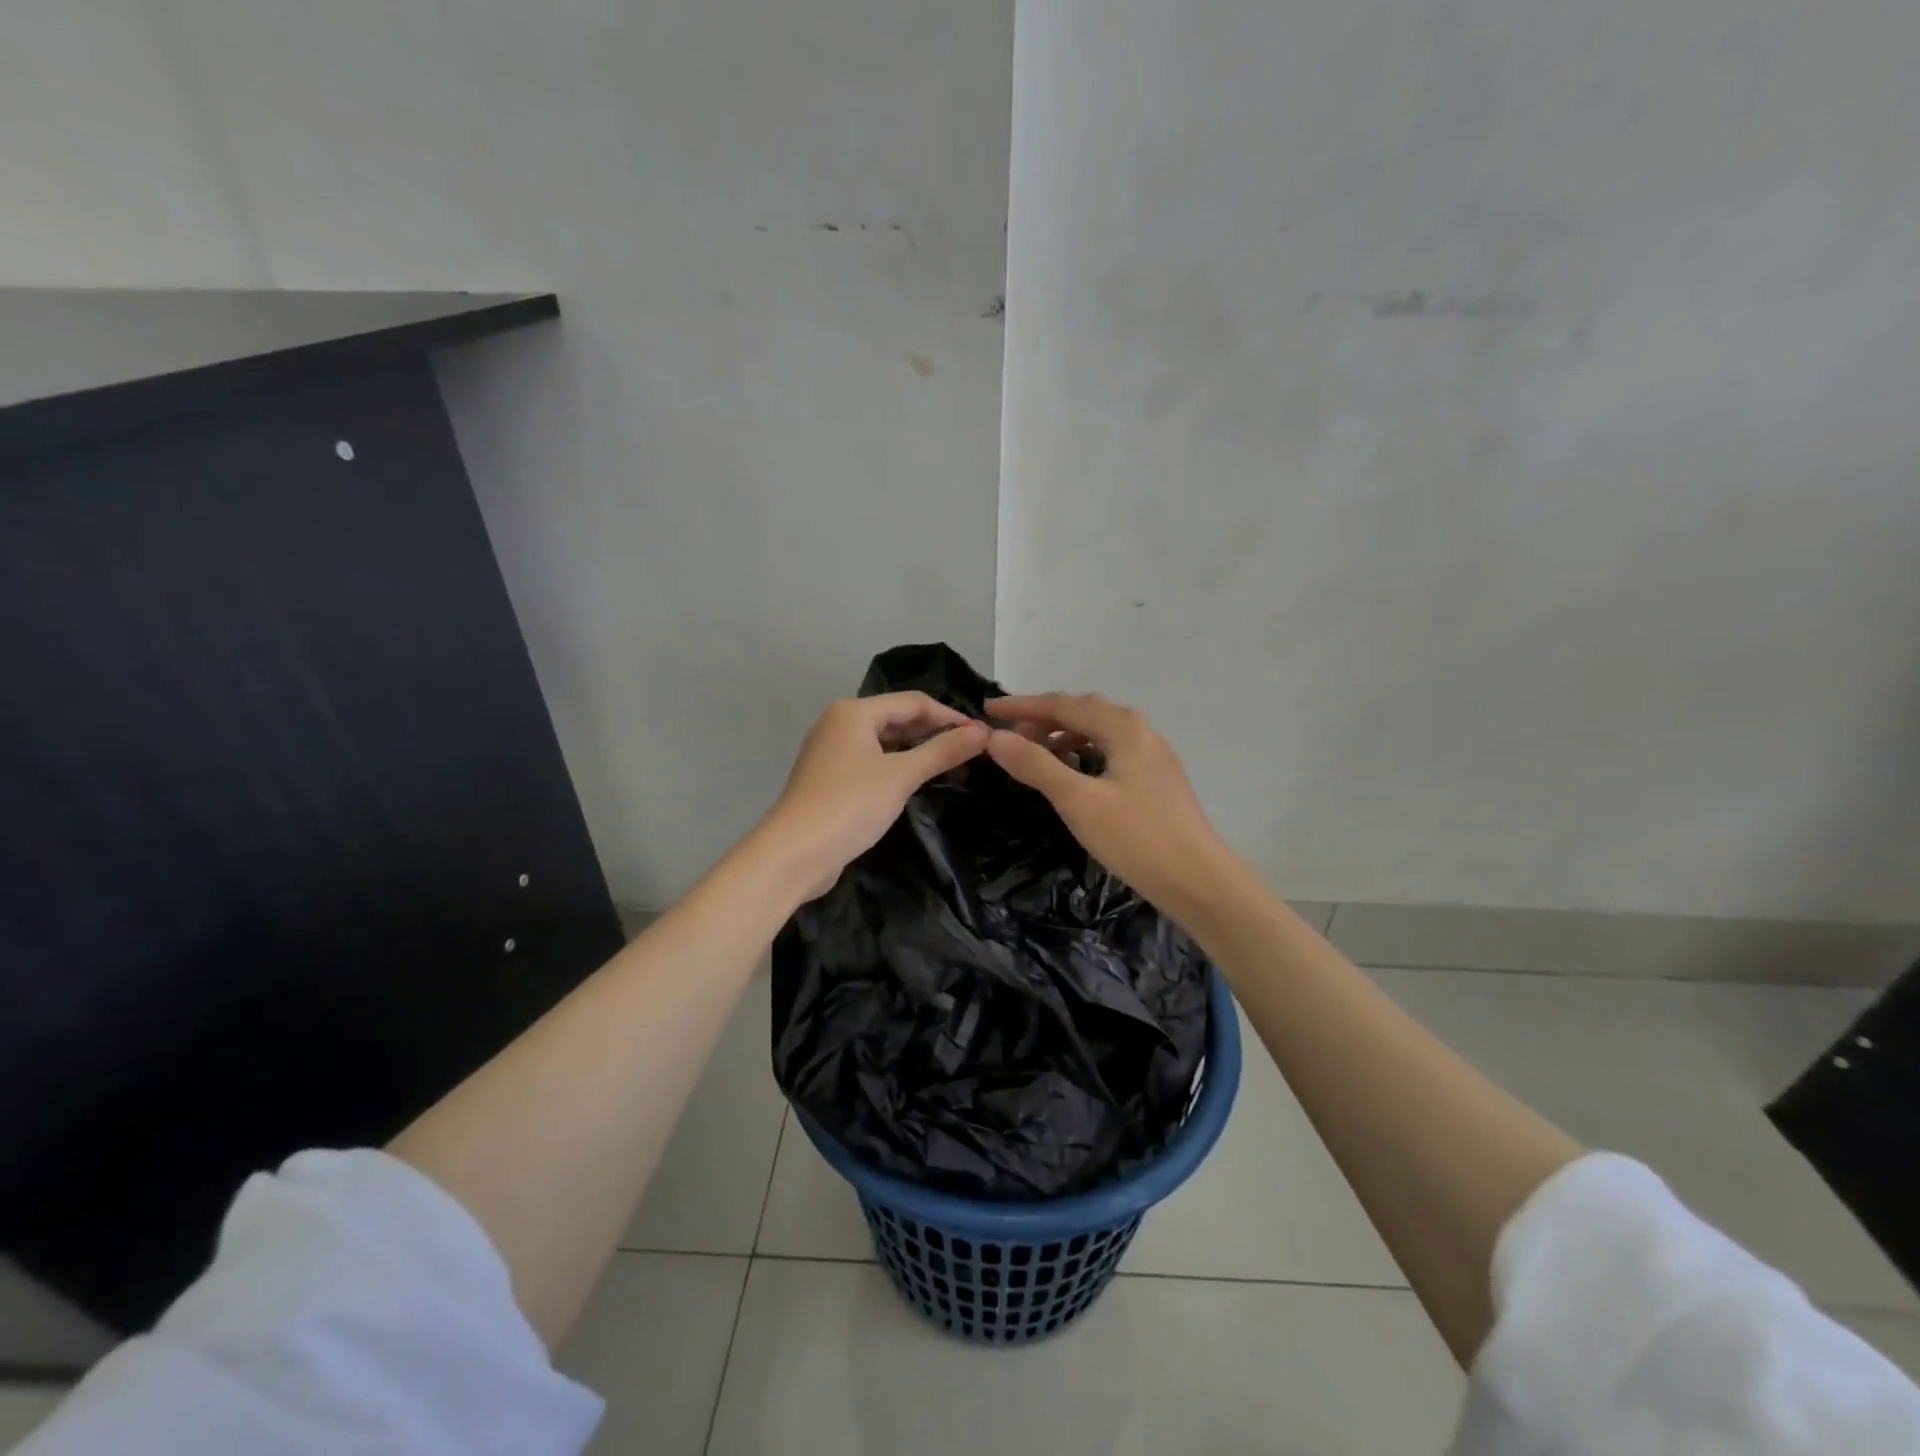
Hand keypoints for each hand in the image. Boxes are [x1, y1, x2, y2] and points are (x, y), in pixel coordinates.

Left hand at [756, 693, 989, 899]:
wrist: (793, 854)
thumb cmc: (849, 806)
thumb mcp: (902, 776)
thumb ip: (943, 751)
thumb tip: (982, 732)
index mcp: (853, 712)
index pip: (913, 702)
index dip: (950, 716)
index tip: (983, 734)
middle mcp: (839, 723)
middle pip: (896, 717)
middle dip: (934, 731)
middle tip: (972, 749)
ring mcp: (831, 751)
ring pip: (884, 740)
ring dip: (916, 749)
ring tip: (952, 763)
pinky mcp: (830, 778)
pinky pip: (872, 761)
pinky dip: (897, 765)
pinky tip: (917, 780)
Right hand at [984, 693, 1236, 915]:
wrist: (1199, 881)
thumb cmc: (1137, 838)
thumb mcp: (1078, 802)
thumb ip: (1036, 766)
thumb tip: (995, 737)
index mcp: (1123, 728)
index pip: (1062, 704)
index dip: (1021, 706)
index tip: (987, 710)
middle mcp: (1141, 731)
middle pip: (1083, 712)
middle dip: (1043, 718)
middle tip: (1008, 735)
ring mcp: (1153, 754)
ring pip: (1099, 731)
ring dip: (1063, 735)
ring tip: (1035, 754)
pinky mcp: (1157, 778)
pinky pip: (1111, 750)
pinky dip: (1084, 752)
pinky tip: (1074, 773)